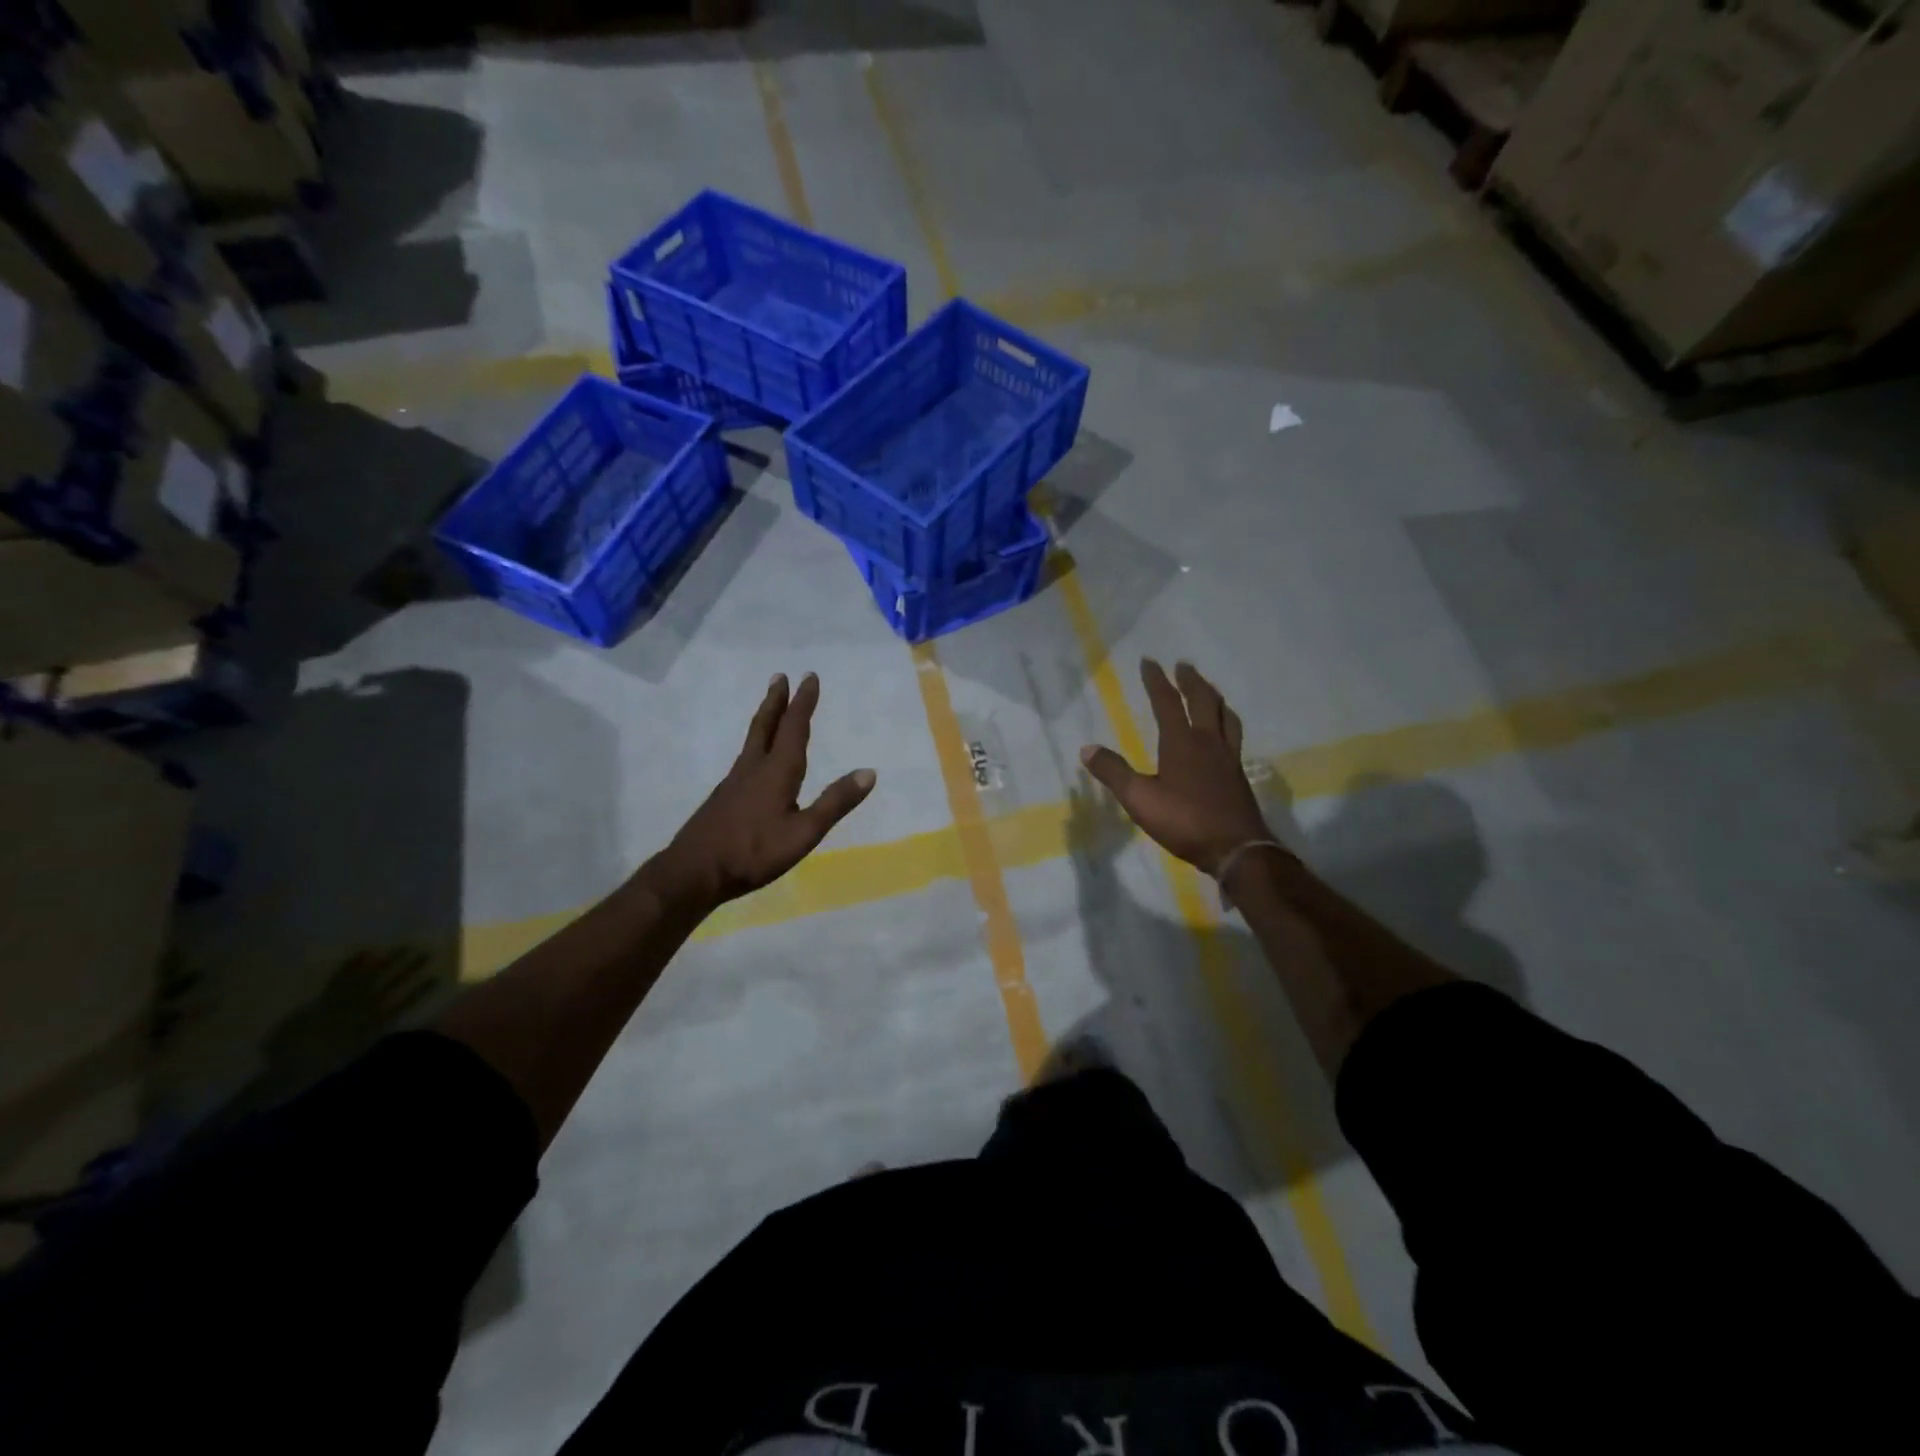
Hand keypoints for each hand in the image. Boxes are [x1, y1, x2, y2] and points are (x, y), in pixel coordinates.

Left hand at [653, 673, 875, 907]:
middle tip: (780, 676)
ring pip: (752, 740)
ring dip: (764, 718)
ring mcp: (734, 782)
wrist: (694, 872)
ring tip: (770, 708)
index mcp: (777, 771)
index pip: (794, 728)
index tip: (809, 677)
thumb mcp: (804, 833)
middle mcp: (754, 768)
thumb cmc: (754, 852)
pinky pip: (745, 758)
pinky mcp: (724, 797)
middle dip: (776, 701)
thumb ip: (835, 803)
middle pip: (765, 726)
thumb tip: (869, 772)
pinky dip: (756, 744)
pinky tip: (755, 758)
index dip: (803, 702)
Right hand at [1081, 659, 1275, 875]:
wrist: (1236, 848)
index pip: (1167, 702)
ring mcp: (1227, 757)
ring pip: (1225, 715)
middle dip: (1191, 681)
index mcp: (1181, 742)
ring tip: (1209, 690)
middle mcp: (1207, 741)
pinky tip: (1224, 734)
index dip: (1156, 681)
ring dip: (1214, 697)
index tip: (1150, 661)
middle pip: (1202, 701)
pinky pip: (1234, 735)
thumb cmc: (1184, 821)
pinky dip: (1227, 722)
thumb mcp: (1139, 798)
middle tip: (1183, 665)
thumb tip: (1086, 749)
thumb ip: (1113, 772)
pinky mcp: (1238, 774)